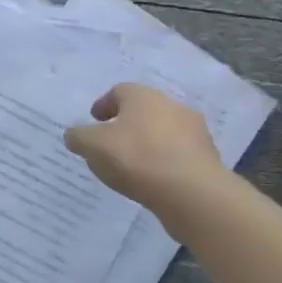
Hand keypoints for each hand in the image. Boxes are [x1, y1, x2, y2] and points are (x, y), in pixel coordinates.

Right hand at [63, 83, 224, 209]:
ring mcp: (194, 130)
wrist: (191, 191)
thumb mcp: (92, 146)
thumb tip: (75, 134)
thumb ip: (79, 137)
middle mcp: (171, 105)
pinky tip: (153, 179)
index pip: (118, 91)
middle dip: (126, 124)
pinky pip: (177, 153)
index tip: (94, 121)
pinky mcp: (206, 156)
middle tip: (111, 143)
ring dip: (148, 142)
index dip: (103, 105)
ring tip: (132, 166)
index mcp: (142, 96)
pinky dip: (164, 161)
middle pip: (143, 110)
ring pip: (163, 131)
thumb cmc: (136, 158)